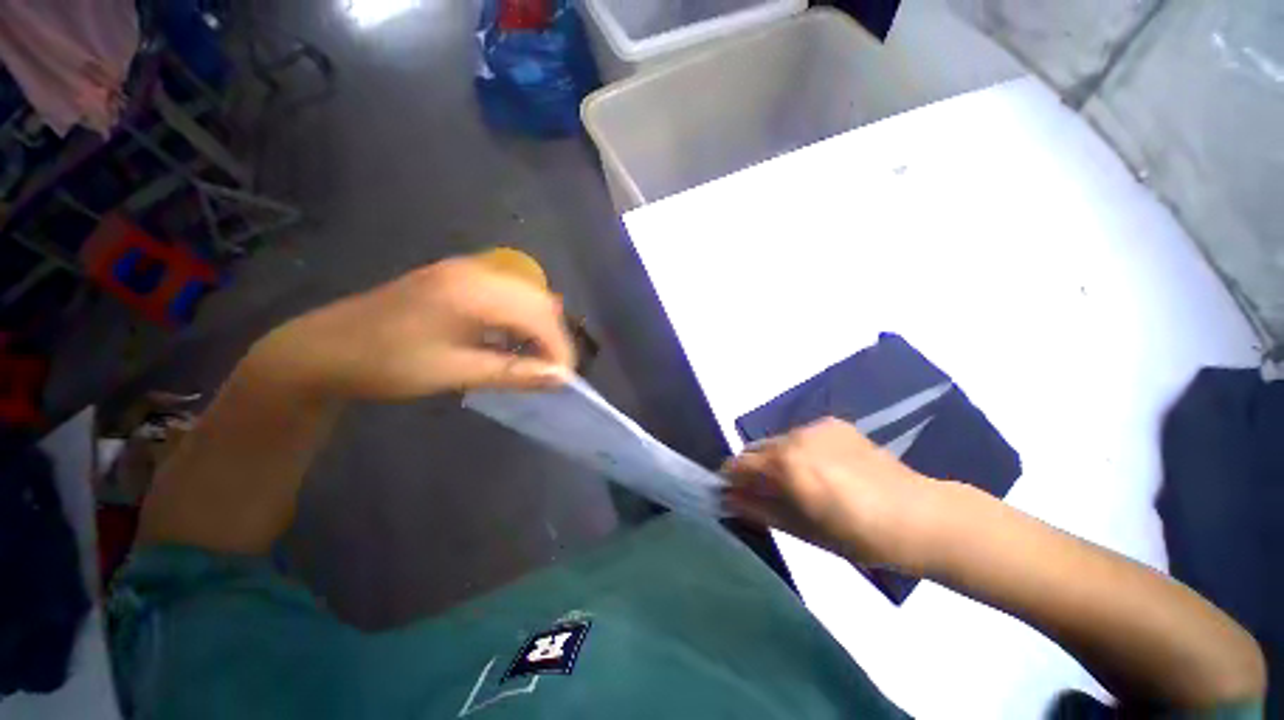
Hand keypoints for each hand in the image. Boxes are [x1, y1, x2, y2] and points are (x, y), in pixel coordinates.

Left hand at [248, 257, 574, 399]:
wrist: (323, 348)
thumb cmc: (386, 363)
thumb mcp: (453, 371)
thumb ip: (513, 372)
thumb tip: (559, 378)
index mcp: (473, 290)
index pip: (539, 315)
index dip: (559, 348)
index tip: (563, 379)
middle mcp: (476, 271)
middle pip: (539, 300)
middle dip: (554, 338)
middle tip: (552, 372)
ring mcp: (466, 271)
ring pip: (526, 296)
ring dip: (539, 328)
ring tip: (536, 361)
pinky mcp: (458, 280)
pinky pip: (507, 296)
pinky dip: (520, 320)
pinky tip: (511, 342)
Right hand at [722, 418, 943, 572]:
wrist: (920, 516)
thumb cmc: (857, 534)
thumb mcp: (801, 529)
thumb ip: (758, 509)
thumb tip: (728, 498)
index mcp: (784, 464)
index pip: (738, 463)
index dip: (731, 479)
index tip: (734, 493)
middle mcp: (793, 437)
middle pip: (756, 448)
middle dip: (754, 468)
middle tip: (768, 493)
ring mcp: (815, 426)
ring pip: (778, 440)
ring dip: (777, 458)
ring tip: (799, 482)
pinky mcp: (834, 423)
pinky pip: (802, 435)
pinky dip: (800, 449)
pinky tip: (824, 469)